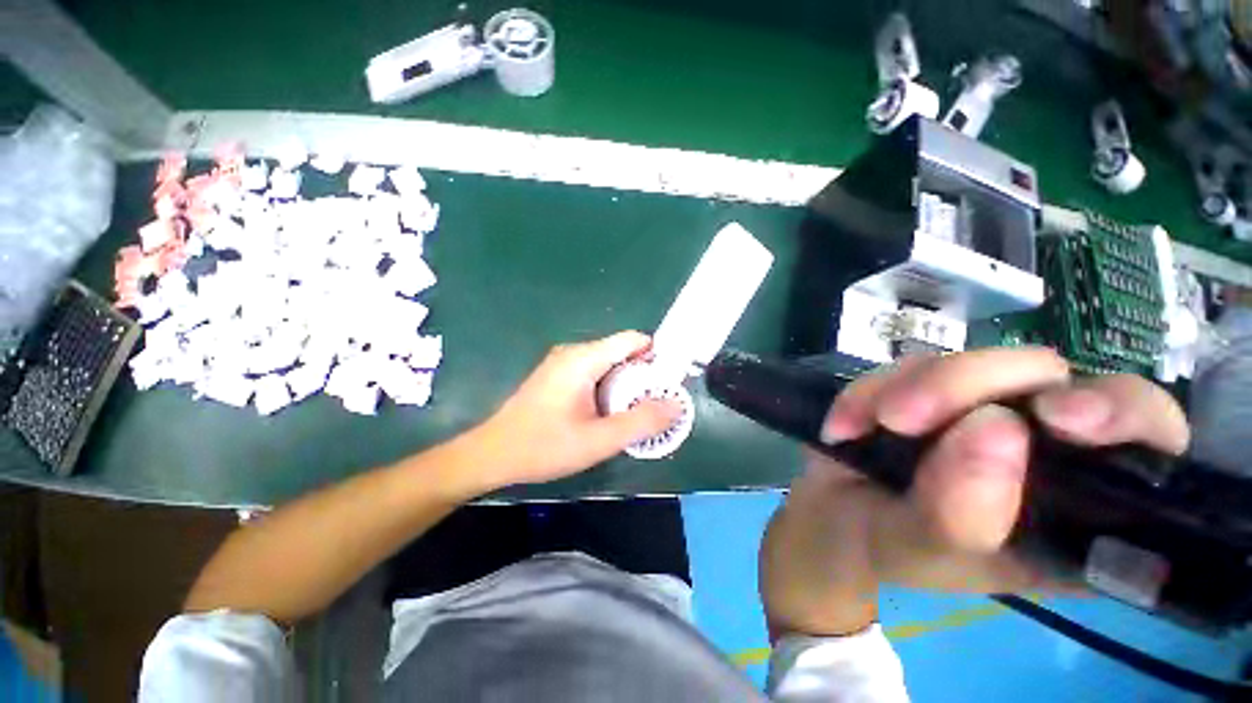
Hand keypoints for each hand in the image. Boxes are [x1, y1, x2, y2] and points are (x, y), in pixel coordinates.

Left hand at [468, 331, 682, 489]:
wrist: (491, 455)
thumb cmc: (543, 446)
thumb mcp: (598, 440)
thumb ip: (641, 422)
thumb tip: (676, 406)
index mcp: (584, 358)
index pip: (633, 339)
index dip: (656, 356)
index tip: (667, 384)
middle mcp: (573, 352)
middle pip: (621, 352)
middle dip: (642, 376)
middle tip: (652, 407)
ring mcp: (562, 362)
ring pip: (608, 364)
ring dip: (625, 385)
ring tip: (632, 413)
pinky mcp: (556, 375)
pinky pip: (593, 372)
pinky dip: (608, 388)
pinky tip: (605, 414)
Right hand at [760, 349, 1189, 639]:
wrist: (831, 520)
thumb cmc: (891, 550)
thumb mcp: (923, 551)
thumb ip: (961, 514)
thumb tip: (995, 428)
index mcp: (1078, 504)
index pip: (1147, 440)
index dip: (1121, 414)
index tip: (1061, 419)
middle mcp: (1043, 445)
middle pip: (1047, 376)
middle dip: (972, 386)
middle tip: (903, 419)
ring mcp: (980, 407)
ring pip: (968, 363)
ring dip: (908, 388)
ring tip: (866, 426)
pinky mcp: (928, 389)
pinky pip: (906, 367)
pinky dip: (868, 391)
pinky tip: (845, 425)